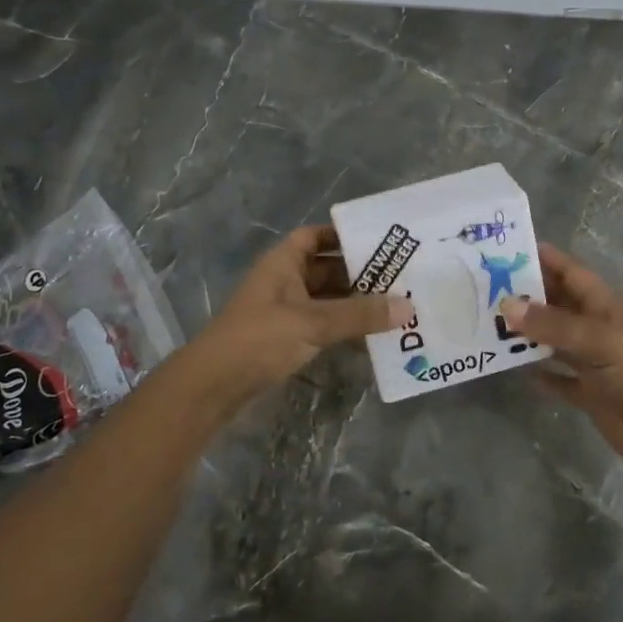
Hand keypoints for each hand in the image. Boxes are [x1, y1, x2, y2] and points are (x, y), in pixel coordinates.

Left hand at [188, 225, 405, 400]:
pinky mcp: (286, 338)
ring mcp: (284, 311)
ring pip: (327, 299)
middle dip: (360, 274)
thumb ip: (360, 315)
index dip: (342, 235)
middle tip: (401, 278)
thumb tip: (408, 307)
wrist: (214, 386)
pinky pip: (322, 325)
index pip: (315, 236)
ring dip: (355, 304)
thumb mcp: (313, 322)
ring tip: (395, 307)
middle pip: (327, 269)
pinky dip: (343, 328)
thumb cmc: (260, 338)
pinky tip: (372, 338)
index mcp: (283, 262)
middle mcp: (284, 281)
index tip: (379, 242)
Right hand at [501, 243, 622, 488]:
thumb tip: (505, 304)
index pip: (569, 272)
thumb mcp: (598, 342)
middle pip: (557, 303)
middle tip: (482, 287)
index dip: (542, 258)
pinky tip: (512, 369)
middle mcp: (596, 328)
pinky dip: (540, 372)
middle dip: (525, 295)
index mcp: (604, 306)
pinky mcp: (590, 393)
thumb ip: (552, 324)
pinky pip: (559, 377)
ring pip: (553, 339)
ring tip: (486, 323)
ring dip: (526, 334)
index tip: (504, 249)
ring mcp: (593, 362)